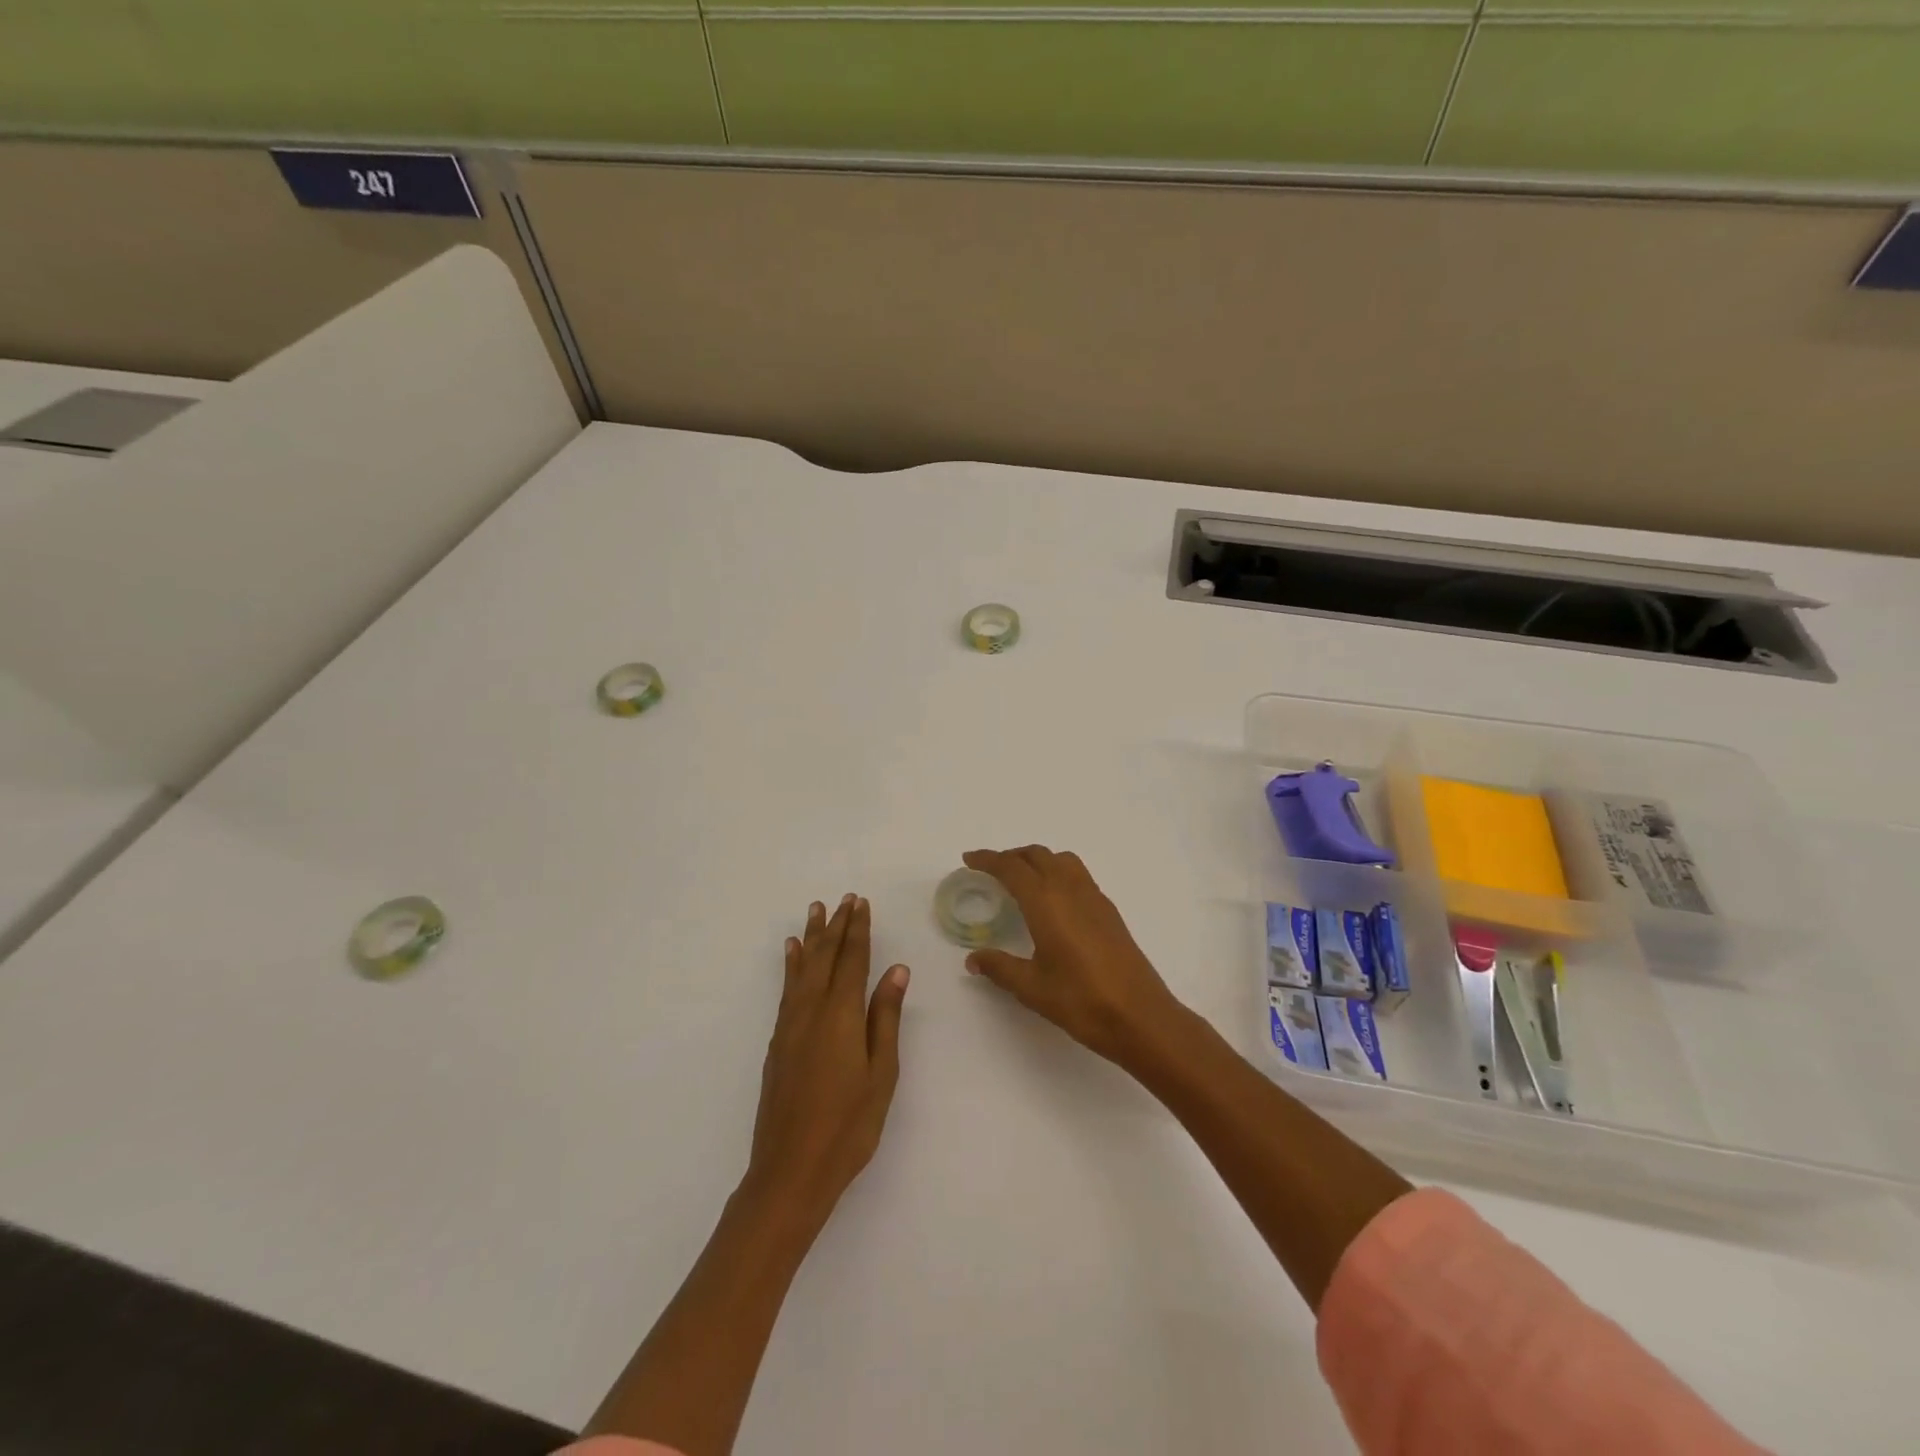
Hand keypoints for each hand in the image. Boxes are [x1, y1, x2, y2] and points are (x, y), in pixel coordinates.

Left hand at [747, 895, 909, 1225]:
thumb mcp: (881, 1073)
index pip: (852, 960)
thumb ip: (886, 1018)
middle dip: (836, 926)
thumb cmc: (848, 1126)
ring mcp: (790, 1025)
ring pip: (802, 968)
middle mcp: (812, 1011)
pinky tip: (791, 954)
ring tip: (815, 911)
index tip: (861, 903)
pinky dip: (791, 965)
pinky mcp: (778, 1042)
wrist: (790, 1170)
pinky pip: (786, 988)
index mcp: (842, 1015)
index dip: (858, 930)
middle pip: (825, 957)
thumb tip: (897, 970)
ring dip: (811, 937)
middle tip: (843, 899)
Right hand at [961, 846, 1182, 1065]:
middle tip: (991, 870)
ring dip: (1037, 861)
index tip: (969, 859)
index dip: (988, 860)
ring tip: (1022, 880)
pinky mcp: (1109, 911)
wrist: (1140, 1016)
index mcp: (1046, 902)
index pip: (1012, 868)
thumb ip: (1000, 968)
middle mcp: (1070, 890)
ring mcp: (1094, 898)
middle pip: (1037, 856)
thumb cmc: (1081, 1000)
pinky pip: (1078, 876)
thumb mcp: (1032, 988)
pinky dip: (1058, 873)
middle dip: (1011, 856)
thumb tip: (973, 959)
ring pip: (1061, 861)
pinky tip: (1053, 903)